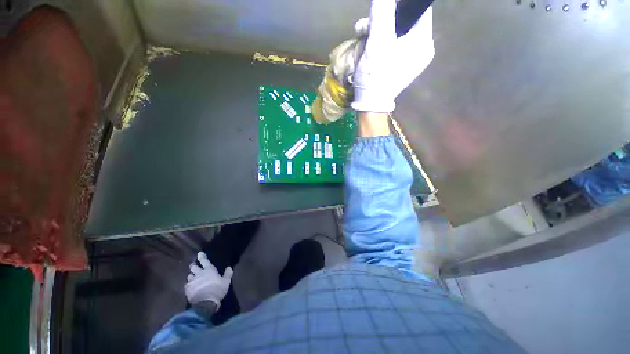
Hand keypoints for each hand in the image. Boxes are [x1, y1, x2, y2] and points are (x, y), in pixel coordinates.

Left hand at [185, 252, 232, 308]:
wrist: (206, 303)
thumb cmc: (217, 289)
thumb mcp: (226, 281)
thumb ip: (228, 274)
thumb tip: (229, 267)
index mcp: (209, 270)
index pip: (204, 260)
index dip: (201, 256)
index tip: (199, 253)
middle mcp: (199, 273)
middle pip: (193, 267)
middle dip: (193, 266)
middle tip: (194, 267)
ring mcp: (192, 281)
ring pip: (189, 276)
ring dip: (191, 276)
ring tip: (193, 279)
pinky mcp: (187, 290)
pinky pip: (186, 285)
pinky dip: (188, 286)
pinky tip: (191, 288)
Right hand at [351, 0, 434, 112]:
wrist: (370, 105)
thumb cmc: (376, 76)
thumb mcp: (378, 43)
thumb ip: (383, 14)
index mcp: (422, 41)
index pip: (417, 10)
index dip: (399, 4)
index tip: (382, 8)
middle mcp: (420, 48)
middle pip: (403, 21)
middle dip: (382, 19)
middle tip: (365, 26)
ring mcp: (409, 58)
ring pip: (394, 32)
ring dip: (376, 30)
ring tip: (361, 36)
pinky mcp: (398, 65)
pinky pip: (390, 45)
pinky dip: (377, 43)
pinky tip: (365, 46)